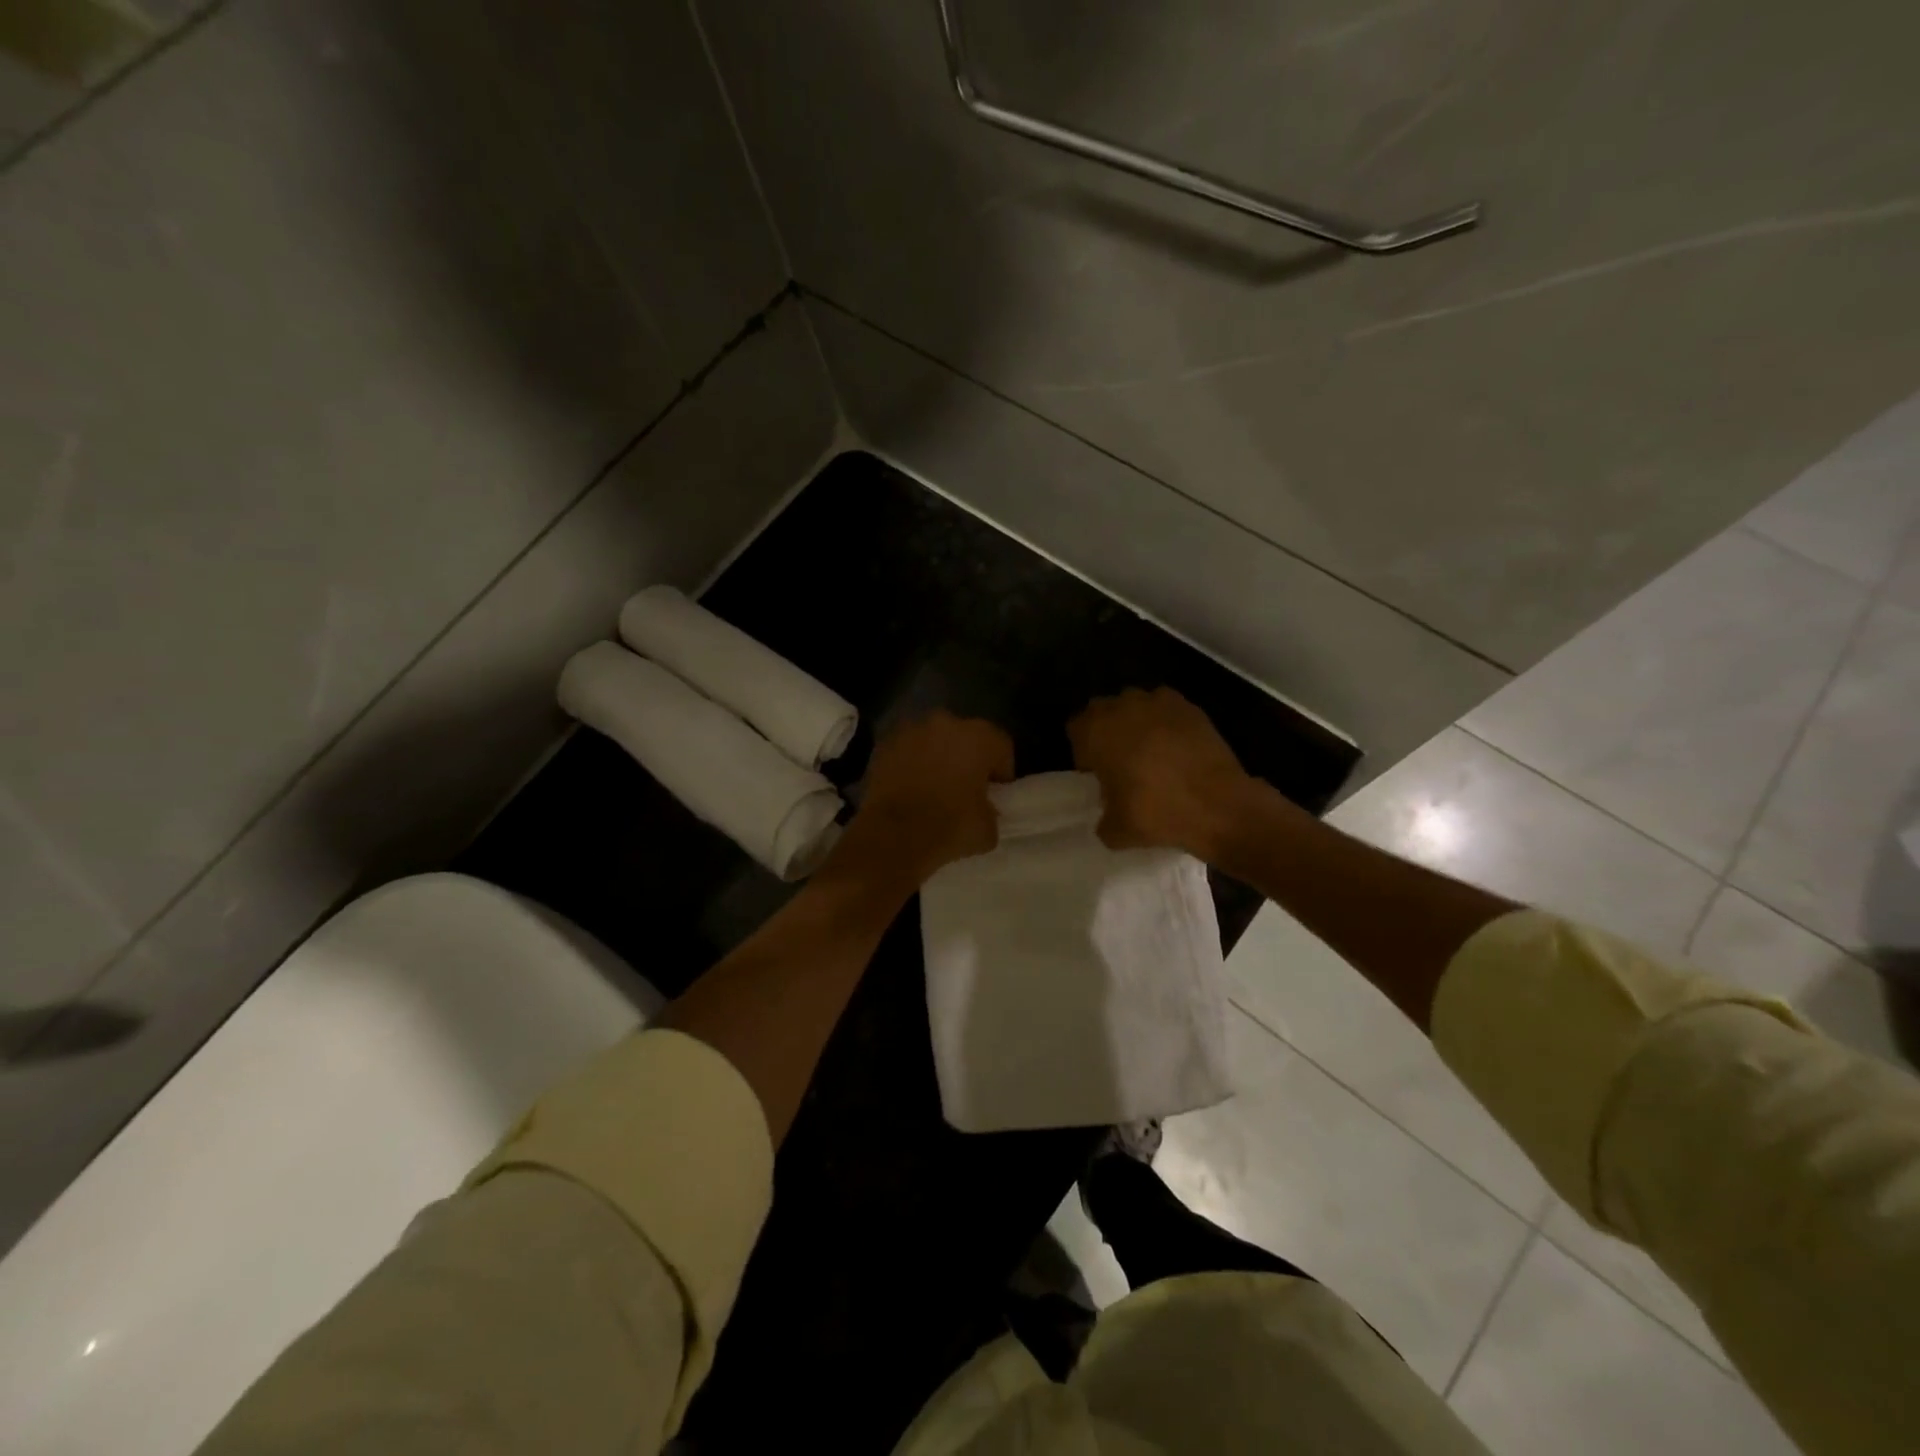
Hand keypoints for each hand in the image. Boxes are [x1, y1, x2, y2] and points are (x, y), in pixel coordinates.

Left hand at [834, 711, 1014, 886]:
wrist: (893, 837)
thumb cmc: (949, 828)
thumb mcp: (988, 828)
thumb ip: (990, 809)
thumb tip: (982, 807)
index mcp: (979, 738)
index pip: (1001, 746)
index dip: (1001, 770)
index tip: (995, 792)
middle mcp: (945, 723)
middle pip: (965, 736)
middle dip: (967, 757)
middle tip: (965, 786)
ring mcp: (910, 731)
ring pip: (932, 739)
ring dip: (937, 756)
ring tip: (933, 786)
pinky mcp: (883, 746)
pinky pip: (906, 750)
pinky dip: (910, 763)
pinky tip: (909, 788)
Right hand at [1069, 687, 1271, 857]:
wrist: (1219, 805)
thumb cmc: (1157, 813)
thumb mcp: (1116, 831)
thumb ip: (1103, 818)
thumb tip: (1109, 816)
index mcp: (1096, 731)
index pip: (1076, 729)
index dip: (1084, 751)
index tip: (1098, 773)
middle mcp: (1123, 707)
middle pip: (1104, 712)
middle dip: (1108, 732)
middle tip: (1121, 763)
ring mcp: (1159, 702)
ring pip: (1136, 706)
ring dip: (1137, 724)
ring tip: (1151, 754)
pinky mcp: (1190, 707)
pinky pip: (1167, 710)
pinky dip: (1167, 724)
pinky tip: (1177, 750)